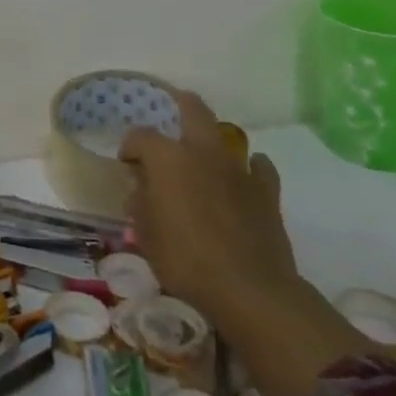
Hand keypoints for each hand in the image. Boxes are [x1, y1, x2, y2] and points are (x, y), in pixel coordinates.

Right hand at [120, 88, 300, 330]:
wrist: (251, 290)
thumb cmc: (185, 259)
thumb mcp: (144, 234)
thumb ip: (141, 204)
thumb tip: (143, 190)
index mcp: (167, 159)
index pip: (140, 136)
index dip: (130, 147)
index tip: (127, 165)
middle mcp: (203, 153)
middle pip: (194, 110)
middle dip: (181, 104)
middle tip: (171, 109)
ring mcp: (239, 170)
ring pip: (227, 137)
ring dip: (213, 140)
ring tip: (203, 155)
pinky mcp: (267, 193)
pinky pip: (259, 168)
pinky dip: (250, 168)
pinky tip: (243, 177)